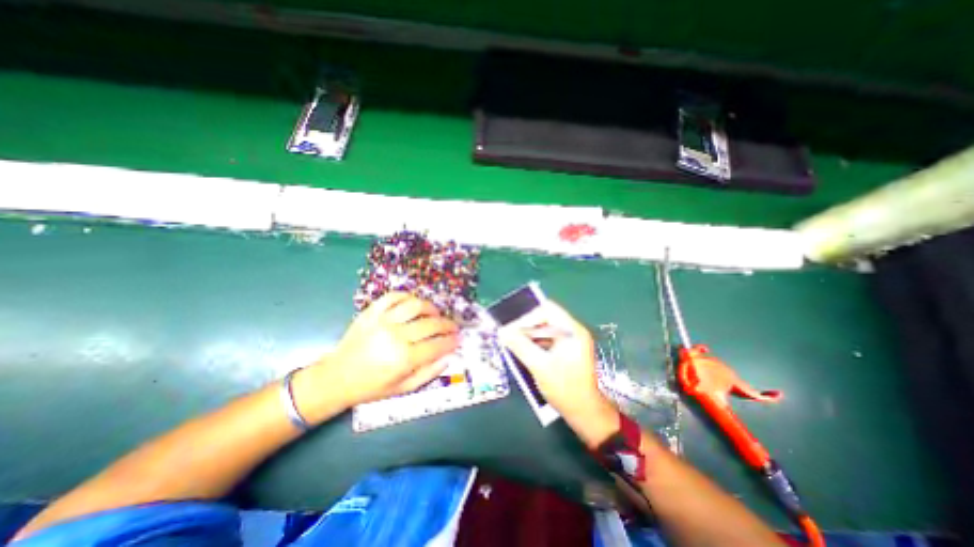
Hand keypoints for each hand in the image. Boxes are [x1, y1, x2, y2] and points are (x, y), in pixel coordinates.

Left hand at [297, 294, 459, 419]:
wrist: (336, 378)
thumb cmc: (371, 387)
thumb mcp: (402, 389)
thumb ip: (428, 373)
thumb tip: (448, 357)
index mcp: (403, 358)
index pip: (437, 345)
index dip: (451, 341)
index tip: (458, 339)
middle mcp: (395, 336)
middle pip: (431, 324)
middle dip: (447, 325)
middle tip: (452, 327)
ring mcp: (382, 321)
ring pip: (415, 305)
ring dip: (431, 308)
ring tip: (435, 314)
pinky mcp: (371, 312)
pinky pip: (393, 297)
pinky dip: (407, 297)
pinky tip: (414, 304)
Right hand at [498, 299, 618, 447]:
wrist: (586, 413)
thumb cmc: (565, 388)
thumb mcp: (539, 366)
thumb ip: (520, 346)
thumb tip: (503, 332)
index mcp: (572, 330)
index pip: (547, 310)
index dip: (528, 317)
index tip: (513, 330)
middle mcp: (574, 331)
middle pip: (546, 318)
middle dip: (527, 326)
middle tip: (511, 337)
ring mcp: (572, 341)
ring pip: (547, 329)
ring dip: (531, 335)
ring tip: (515, 344)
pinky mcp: (569, 351)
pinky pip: (549, 339)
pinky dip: (537, 343)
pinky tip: (525, 352)